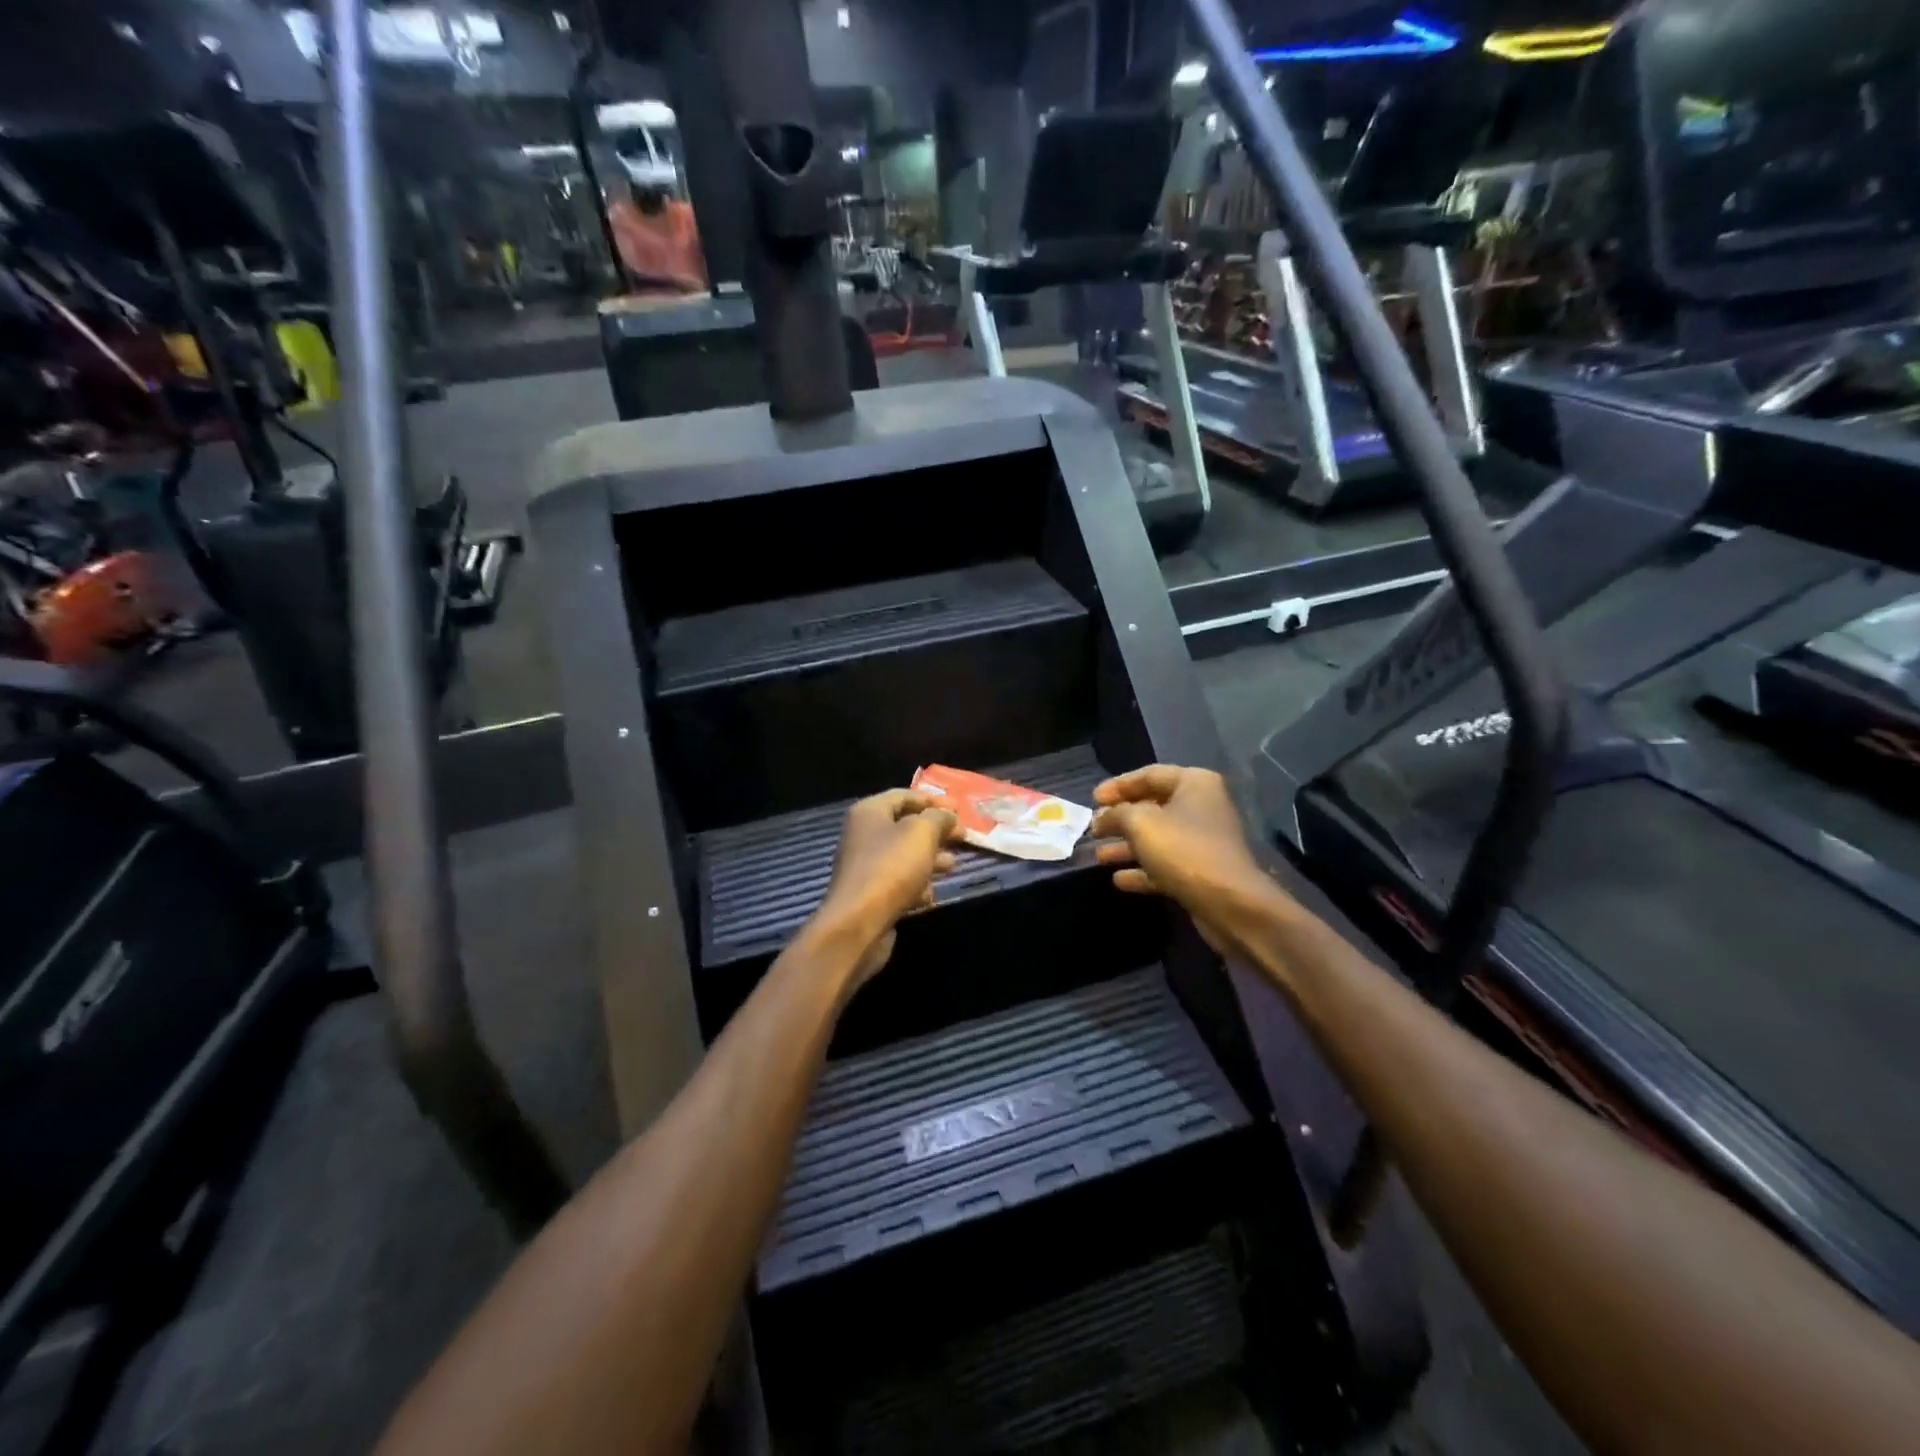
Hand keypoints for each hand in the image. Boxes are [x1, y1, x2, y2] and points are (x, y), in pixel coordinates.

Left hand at [812, 789, 959, 987]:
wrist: (858, 923)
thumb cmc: (891, 868)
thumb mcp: (922, 833)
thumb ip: (939, 817)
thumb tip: (948, 815)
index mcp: (870, 812)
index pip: (905, 796)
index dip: (934, 800)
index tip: (960, 809)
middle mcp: (863, 835)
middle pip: (906, 827)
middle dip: (936, 832)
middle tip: (962, 838)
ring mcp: (866, 867)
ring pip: (905, 856)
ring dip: (931, 859)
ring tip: (953, 865)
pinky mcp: (871, 895)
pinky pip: (899, 883)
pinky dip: (916, 886)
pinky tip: (930, 894)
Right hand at [1091, 765, 1269, 950]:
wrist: (1229, 903)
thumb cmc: (1183, 850)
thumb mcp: (1140, 823)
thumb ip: (1116, 813)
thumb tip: (1102, 817)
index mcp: (1194, 784)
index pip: (1149, 775)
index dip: (1118, 786)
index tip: (1092, 799)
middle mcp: (1201, 807)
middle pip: (1152, 806)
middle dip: (1120, 819)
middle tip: (1094, 828)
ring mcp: (1203, 841)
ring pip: (1157, 838)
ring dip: (1127, 846)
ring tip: (1098, 856)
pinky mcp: (1201, 872)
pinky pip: (1165, 864)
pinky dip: (1142, 870)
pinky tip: (1119, 879)